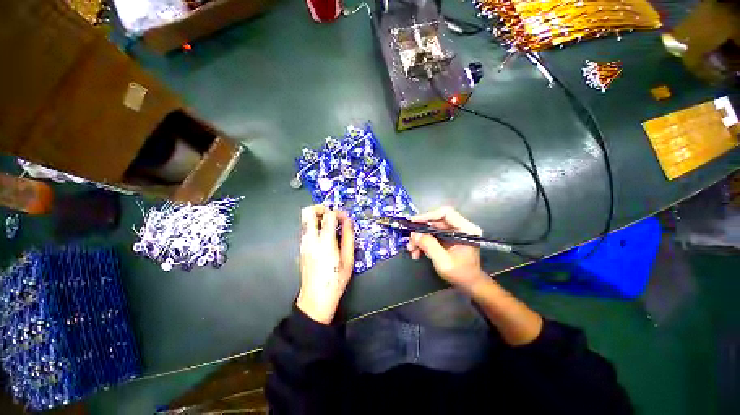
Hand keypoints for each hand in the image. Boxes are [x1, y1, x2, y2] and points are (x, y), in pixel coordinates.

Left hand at [297, 205, 354, 323]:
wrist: (316, 298)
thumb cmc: (335, 279)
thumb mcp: (348, 259)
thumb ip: (348, 237)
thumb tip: (348, 222)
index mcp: (324, 241)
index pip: (328, 215)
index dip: (338, 212)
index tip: (345, 218)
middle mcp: (310, 239)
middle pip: (308, 212)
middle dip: (321, 208)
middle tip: (332, 214)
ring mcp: (303, 243)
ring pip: (305, 220)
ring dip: (318, 217)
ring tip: (331, 225)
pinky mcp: (301, 248)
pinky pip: (306, 230)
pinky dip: (315, 226)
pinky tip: (325, 237)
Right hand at [407, 207, 487, 290]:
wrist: (469, 285)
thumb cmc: (461, 274)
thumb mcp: (444, 262)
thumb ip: (429, 246)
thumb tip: (415, 234)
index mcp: (466, 229)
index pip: (445, 213)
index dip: (428, 216)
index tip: (413, 222)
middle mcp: (460, 227)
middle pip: (436, 221)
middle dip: (421, 231)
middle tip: (410, 241)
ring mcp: (453, 233)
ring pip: (431, 229)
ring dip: (420, 238)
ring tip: (411, 249)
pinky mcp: (447, 238)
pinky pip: (432, 235)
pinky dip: (423, 242)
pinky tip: (417, 252)